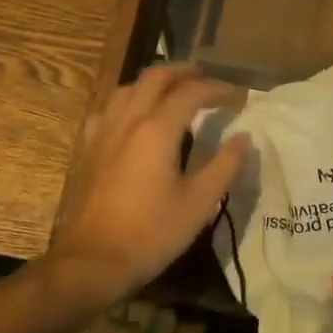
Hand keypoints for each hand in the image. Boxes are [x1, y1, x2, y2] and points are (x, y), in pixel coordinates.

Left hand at [48, 65, 249, 309]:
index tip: (239, 96)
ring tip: (172, 92)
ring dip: (153, 83)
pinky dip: (128, 103)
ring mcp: (103, 132)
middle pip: (155, 77)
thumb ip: (225, 165)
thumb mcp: (200, 203)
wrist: (93, 261)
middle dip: (183, 72)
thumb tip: (244, 137)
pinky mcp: (88, 149)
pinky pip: (108, 110)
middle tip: (205, 78)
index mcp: (158, 129)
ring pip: (128, 89)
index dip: (218, 89)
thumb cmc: (152, 232)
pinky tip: (133, 119)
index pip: (192, 92)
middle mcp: (128, 120)